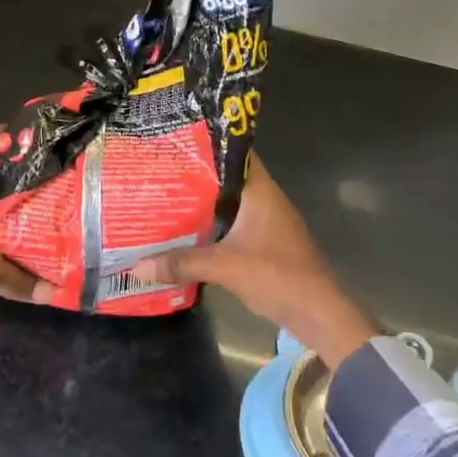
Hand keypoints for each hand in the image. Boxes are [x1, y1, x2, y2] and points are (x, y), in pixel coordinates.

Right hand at [132, 155, 376, 366]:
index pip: (234, 153)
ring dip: (204, 203)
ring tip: (167, 198)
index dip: (207, 145)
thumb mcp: (225, 267)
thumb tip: (138, 266)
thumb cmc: (277, 276)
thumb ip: (182, 263)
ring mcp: (268, 222)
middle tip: (161, 171)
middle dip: (197, 176)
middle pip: (227, 178)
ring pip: (230, 203)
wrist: (319, 313)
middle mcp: (265, 199)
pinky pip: (234, 225)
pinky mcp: (266, 244)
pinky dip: (213, 225)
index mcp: (260, 191)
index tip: (176, 143)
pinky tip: (189, 232)